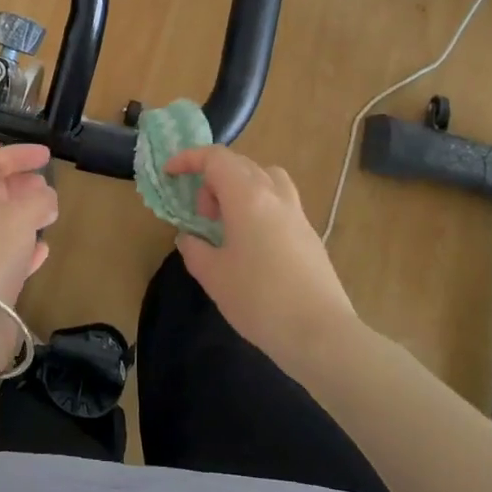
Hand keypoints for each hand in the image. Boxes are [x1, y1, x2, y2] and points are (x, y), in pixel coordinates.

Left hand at [0, 144, 57, 307]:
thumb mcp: (21, 214)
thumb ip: (40, 198)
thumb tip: (47, 198)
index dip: (19, 155)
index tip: (47, 155)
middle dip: (21, 185)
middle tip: (47, 185)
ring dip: (24, 214)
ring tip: (50, 211)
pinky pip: (2, 253)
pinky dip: (22, 246)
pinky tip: (42, 249)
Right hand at [162, 146, 359, 369]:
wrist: (320, 333)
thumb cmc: (259, 299)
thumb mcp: (213, 276)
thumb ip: (194, 249)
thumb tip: (189, 238)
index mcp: (247, 196)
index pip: (215, 158)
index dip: (189, 159)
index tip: (170, 173)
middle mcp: (274, 194)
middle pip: (240, 164)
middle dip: (212, 179)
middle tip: (201, 215)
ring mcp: (296, 212)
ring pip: (265, 177)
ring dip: (240, 187)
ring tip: (229, 221)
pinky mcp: (309, 233)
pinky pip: (278, 201)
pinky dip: (258, 205)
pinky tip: (251, 243)